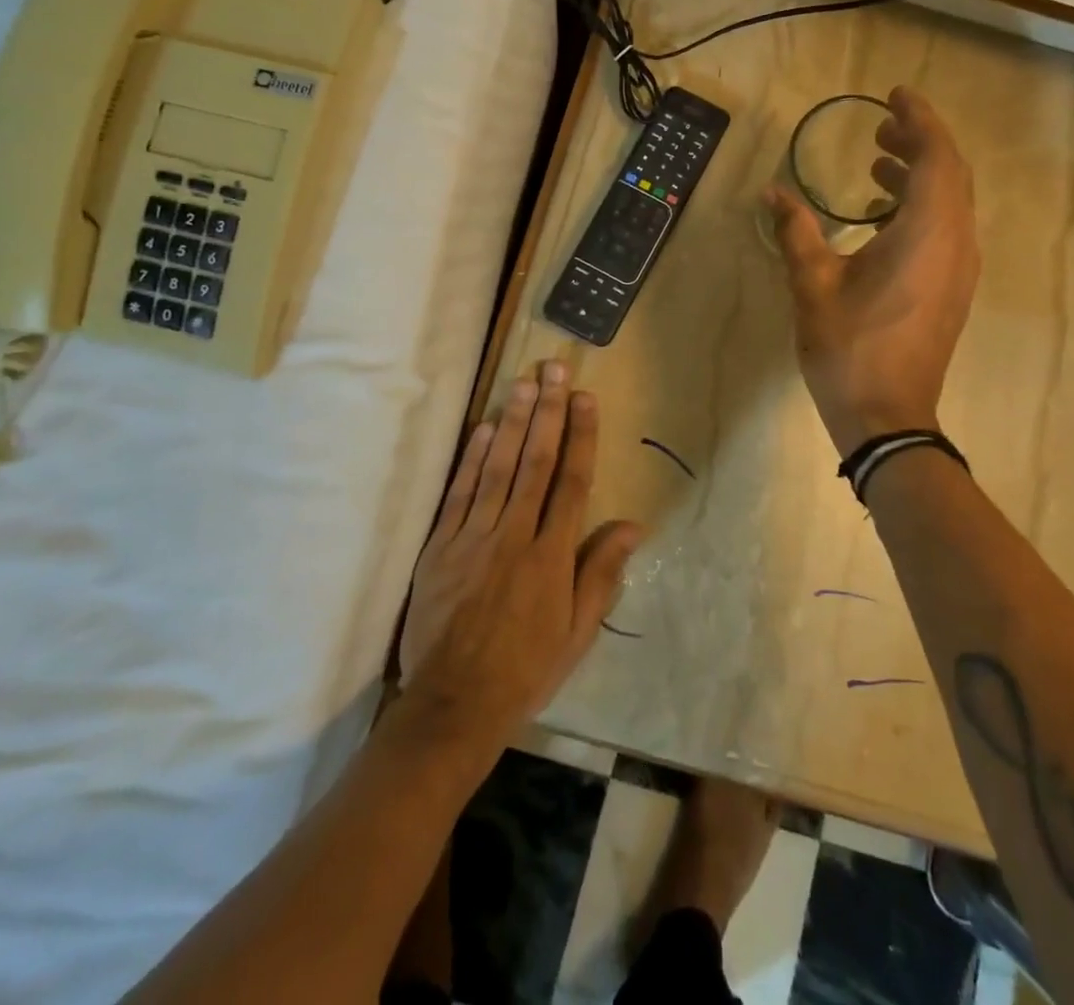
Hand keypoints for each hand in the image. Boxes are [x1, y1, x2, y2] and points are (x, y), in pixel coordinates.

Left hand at [399, 361, 644, 745]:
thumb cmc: (525, 670)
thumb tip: (633, 524)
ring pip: (498, 468)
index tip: (585, 398)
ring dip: (514, 422)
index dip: (581, 435)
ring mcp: (474, 537)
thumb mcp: (578, 633)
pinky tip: (485, 427)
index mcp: (551, 556)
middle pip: (536, 462)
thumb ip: (602, 573)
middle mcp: (515, 535)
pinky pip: (459, 493)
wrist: (453, 705)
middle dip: (548, 412)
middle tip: (554, 368)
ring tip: (525, 382)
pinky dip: (473, 457)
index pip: (572, 482)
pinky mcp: (441, 546)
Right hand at [767, 86, 979, 455]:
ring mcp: (960, 269)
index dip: (918, 119)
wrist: (887, 417)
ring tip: (878, 162)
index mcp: (926, 233)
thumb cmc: (849, 347)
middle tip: (880, 127)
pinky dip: (922, 206)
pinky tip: (883, 215)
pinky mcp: (953, 289)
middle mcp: (956, 242)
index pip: (936, 156)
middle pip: (950, 173)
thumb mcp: (813, 284)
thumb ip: (796, 231)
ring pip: (952, 202)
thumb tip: (773, 193)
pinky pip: (948, 228)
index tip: (893, 95)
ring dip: (920, 174)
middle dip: (919, 142)